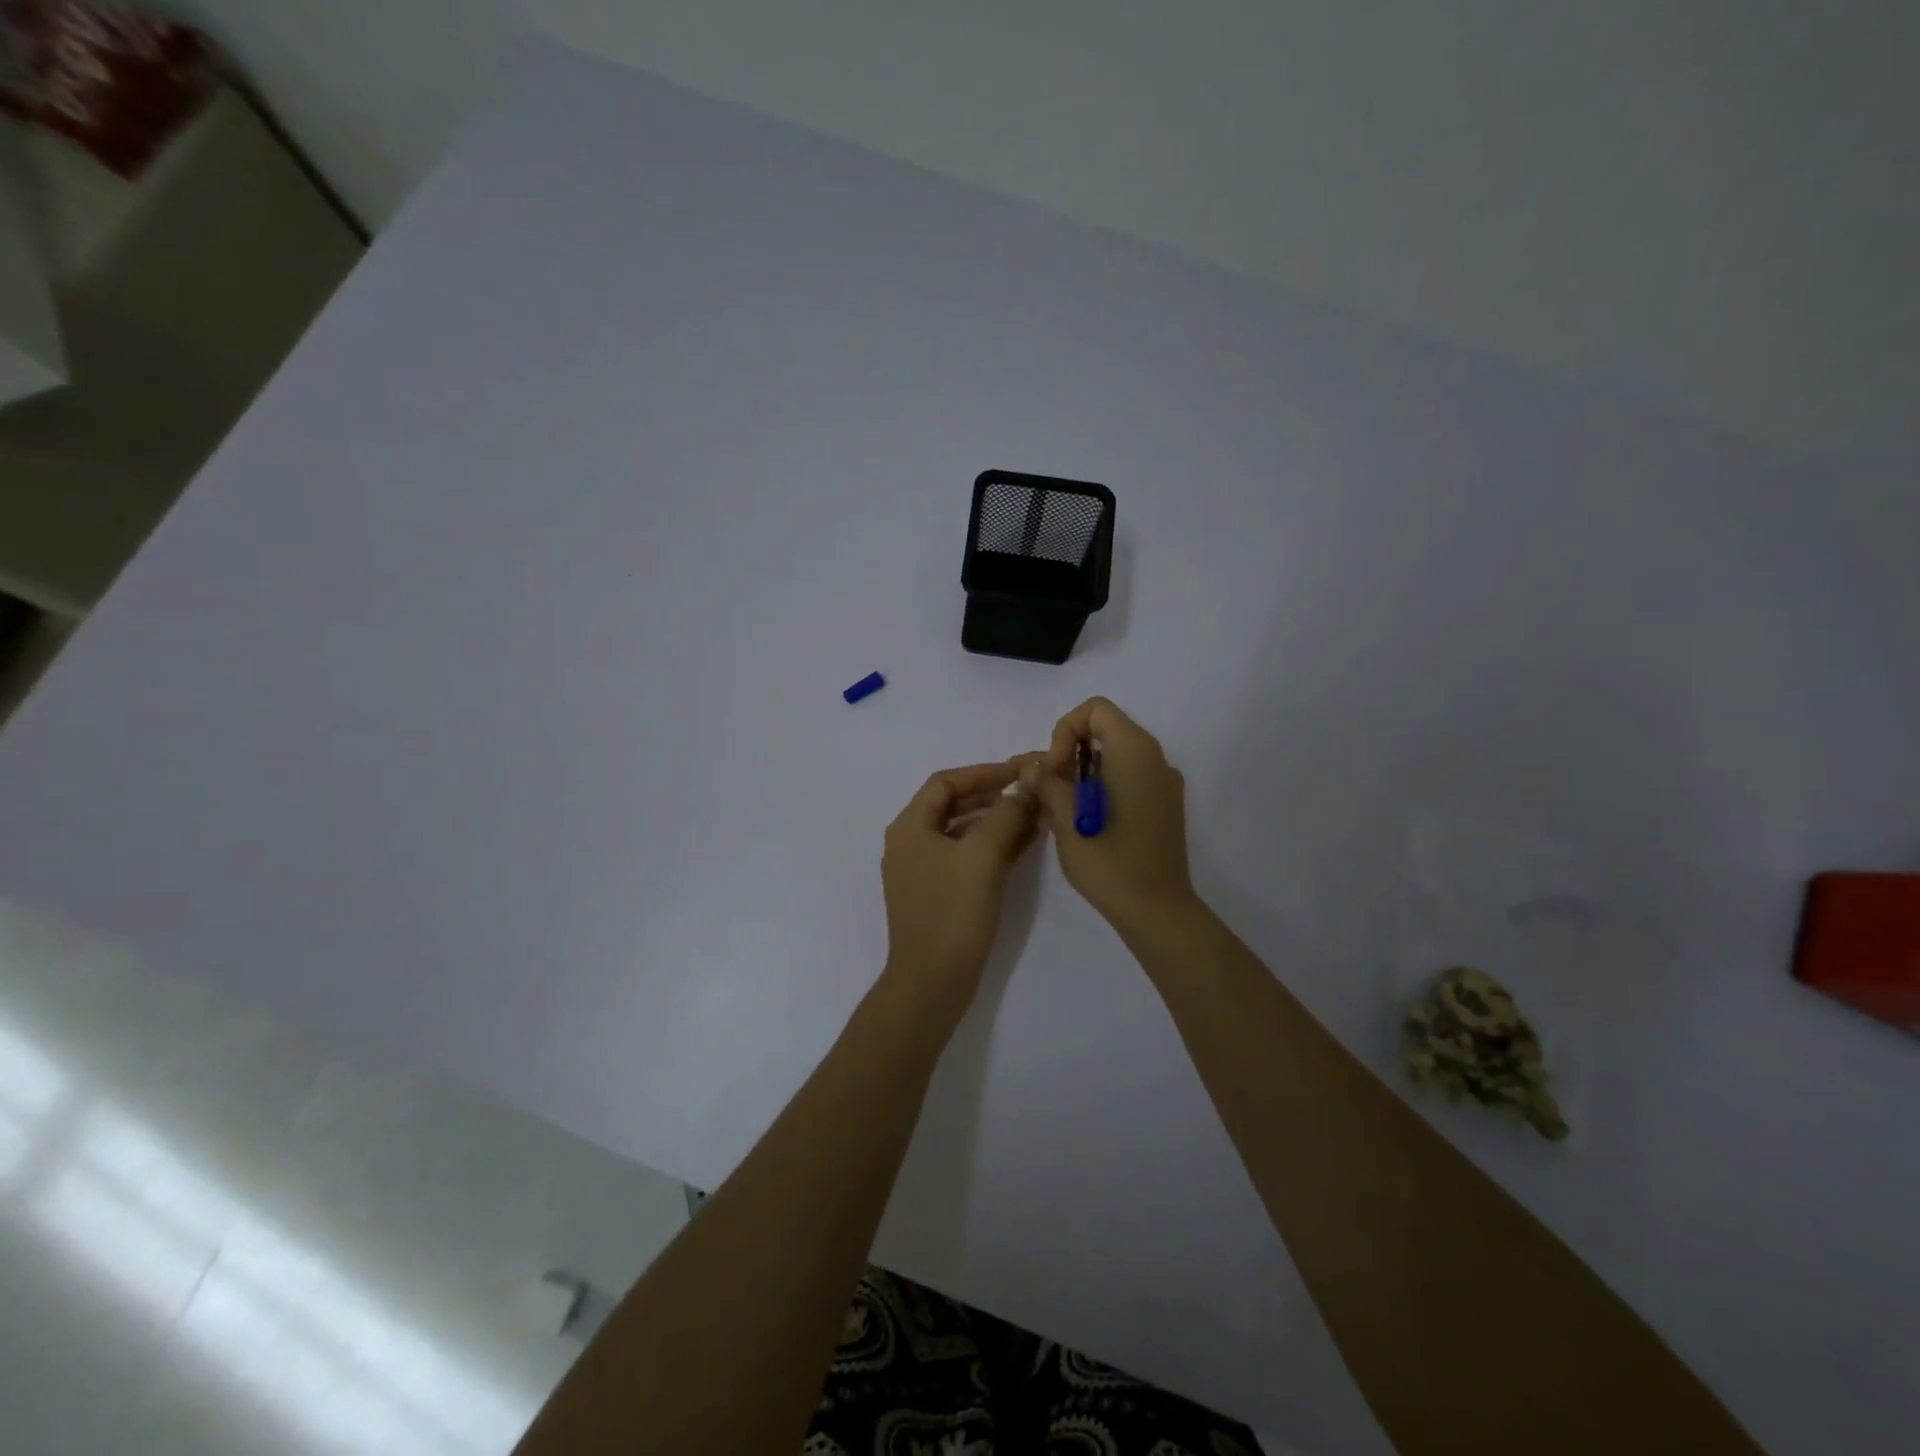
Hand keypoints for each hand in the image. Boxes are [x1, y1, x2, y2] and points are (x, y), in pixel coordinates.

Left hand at [880, 760, 1039, 1026]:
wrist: (933, 983)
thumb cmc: (953, 912)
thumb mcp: (983, 856)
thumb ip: (1006, 814)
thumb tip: (1025, 786)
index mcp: (910, 827)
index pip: (946, 782)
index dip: (984, 773)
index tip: (1020, 773)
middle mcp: (911, 843)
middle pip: (954, 805)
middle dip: (994, 796)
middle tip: (1032, 792)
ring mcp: (924, 871)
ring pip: (964, 832)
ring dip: (998, 821)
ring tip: (1037, 816)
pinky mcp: (939, 895)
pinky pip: (968, 858)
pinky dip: (994, 847)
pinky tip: (1026, 844)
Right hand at [1030, 697, 1197, 934]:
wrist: (1157, 910)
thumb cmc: (1110, 862)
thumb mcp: (1067, 821)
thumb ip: (1047, 783)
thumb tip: (1032, 766)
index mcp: (1135, 751)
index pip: (1095, 710)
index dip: (1065, 731)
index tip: (1054, 770)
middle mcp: (1155, 758)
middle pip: (1105, 729)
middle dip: (1070, 752)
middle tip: (1050, 790)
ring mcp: (1164, 782)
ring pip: (1115, 755)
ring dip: (1083, 772)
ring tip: (1062, 808)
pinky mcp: (1164, 804)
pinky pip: (1129, 777)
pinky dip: (1103, 786)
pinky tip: (1087, 821)